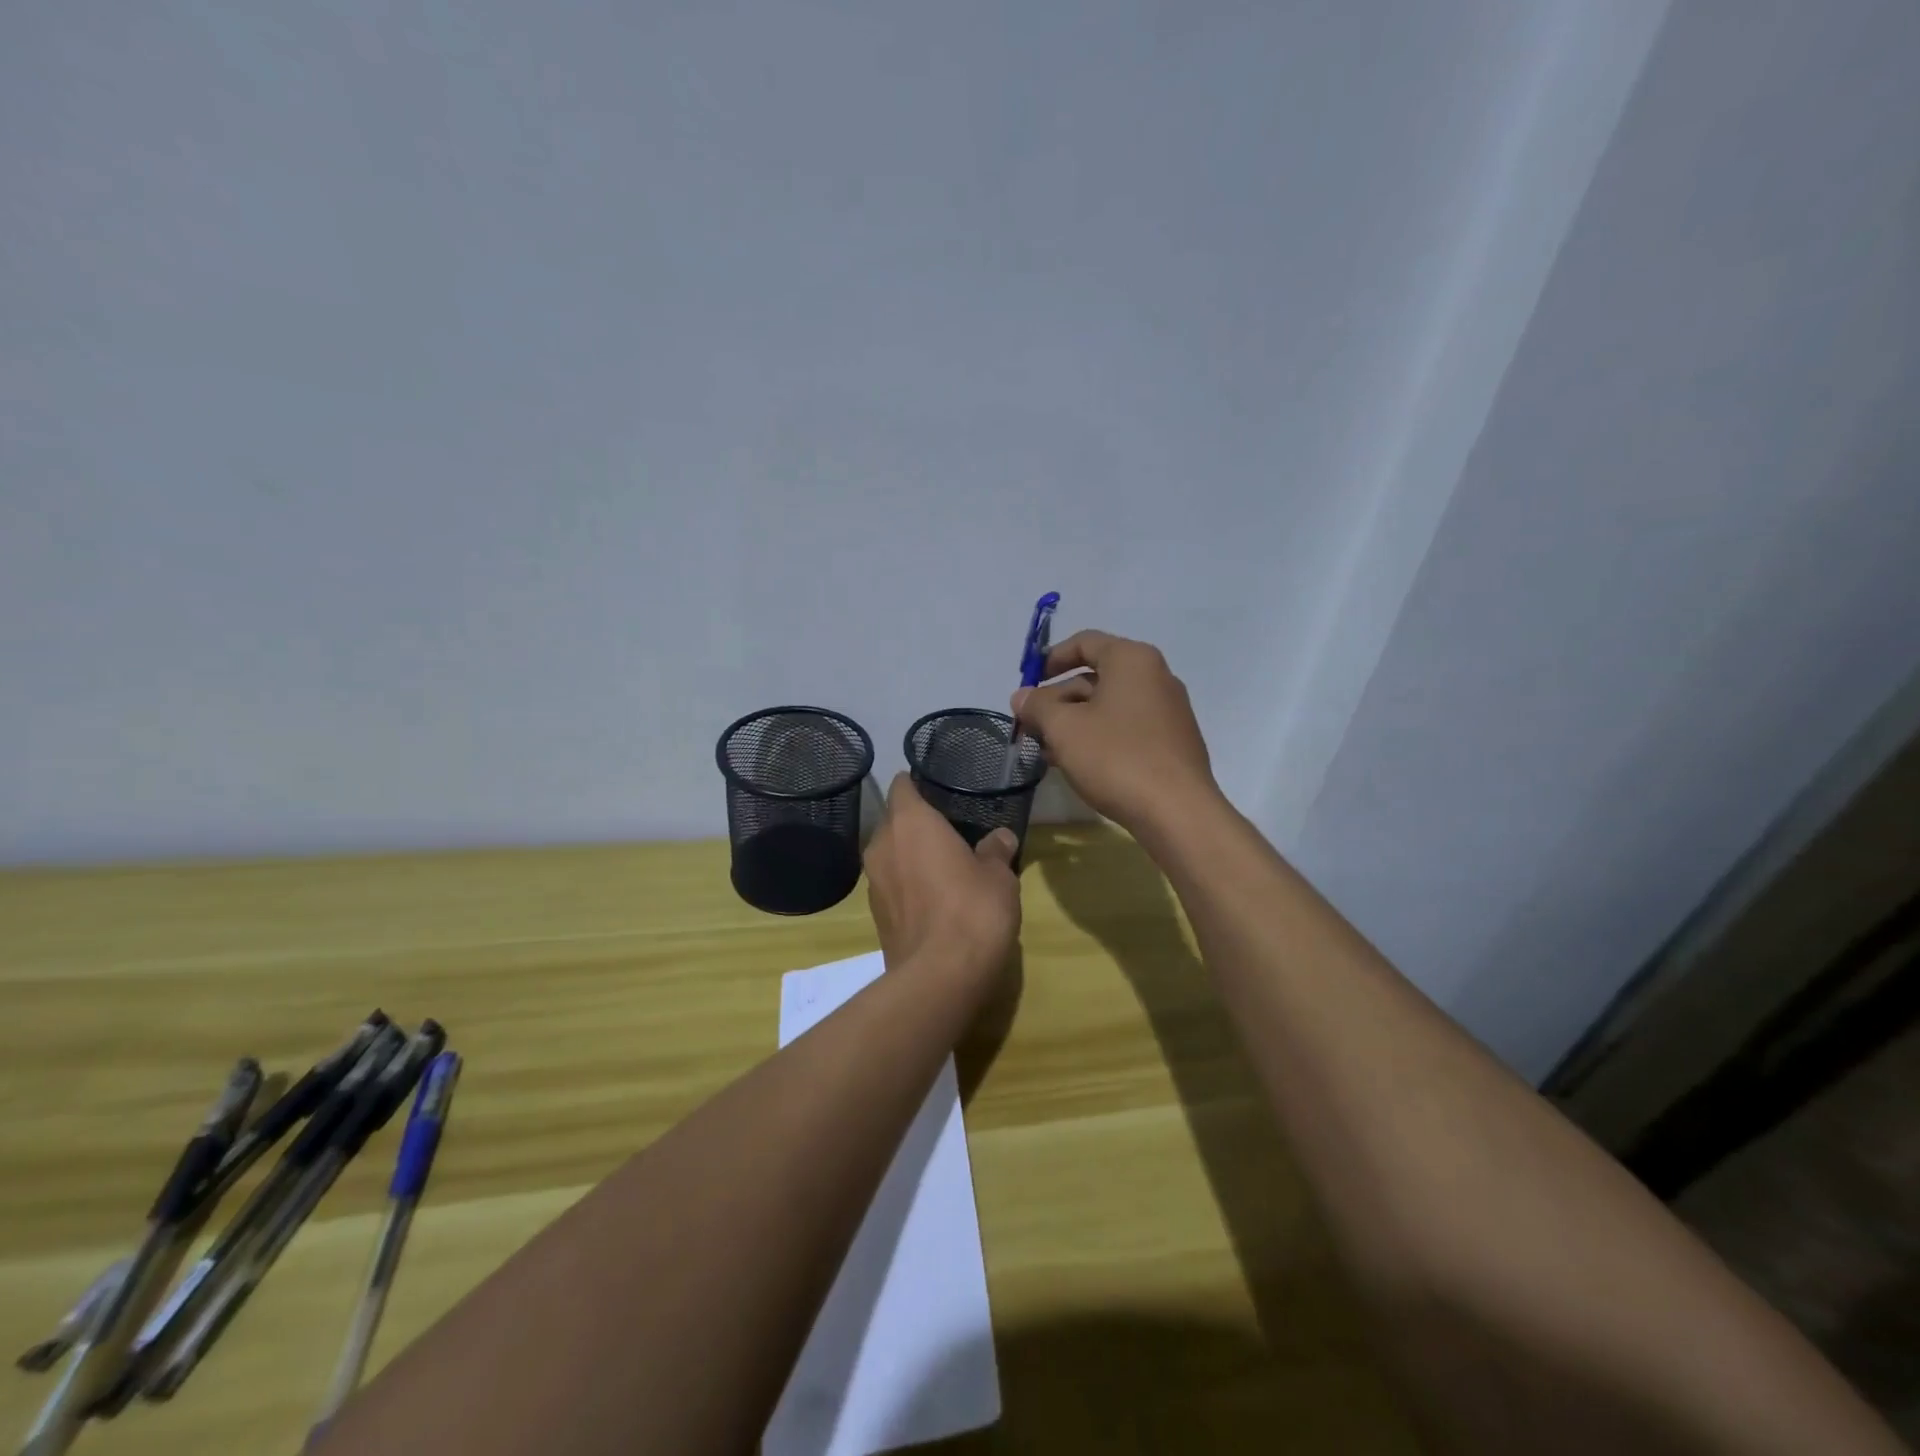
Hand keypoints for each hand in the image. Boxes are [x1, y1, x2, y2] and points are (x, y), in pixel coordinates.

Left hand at [864, 774, 1020, 987]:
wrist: (939, 976)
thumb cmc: (972, 909)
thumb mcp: (998, 876)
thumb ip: (995, 850)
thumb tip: (1001, 837)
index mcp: (910, 822)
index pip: (903, 786)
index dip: (918, 783)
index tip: (939, 788)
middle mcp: (882, 844)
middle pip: (895, 821)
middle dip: (917, 823)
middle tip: (950, 829)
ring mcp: (873, 881)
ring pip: (891, 854)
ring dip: (911, 855)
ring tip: (944, 864)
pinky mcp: (875, 914)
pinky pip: (892, 884)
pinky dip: (908, 884)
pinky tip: (934, 898)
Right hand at [1012, 630, 1218, 833]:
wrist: (1176, 812)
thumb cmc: (1116, 757)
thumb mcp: (1064, 729)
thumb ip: (1038, 707)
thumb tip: (1022, 697)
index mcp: (1132, 660)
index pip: (1085, 642)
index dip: (1051, 659)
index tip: (1028, 683)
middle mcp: (1156, 677)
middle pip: (1096, 676)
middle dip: (1058, 699)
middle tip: (1032, 725)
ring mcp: (1168, 711)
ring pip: (1109, 706)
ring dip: (1075, 722)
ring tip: (1047, 750)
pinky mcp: (1172, 742)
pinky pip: (1127, 728)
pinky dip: (1099, 737)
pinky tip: (1078, 764)